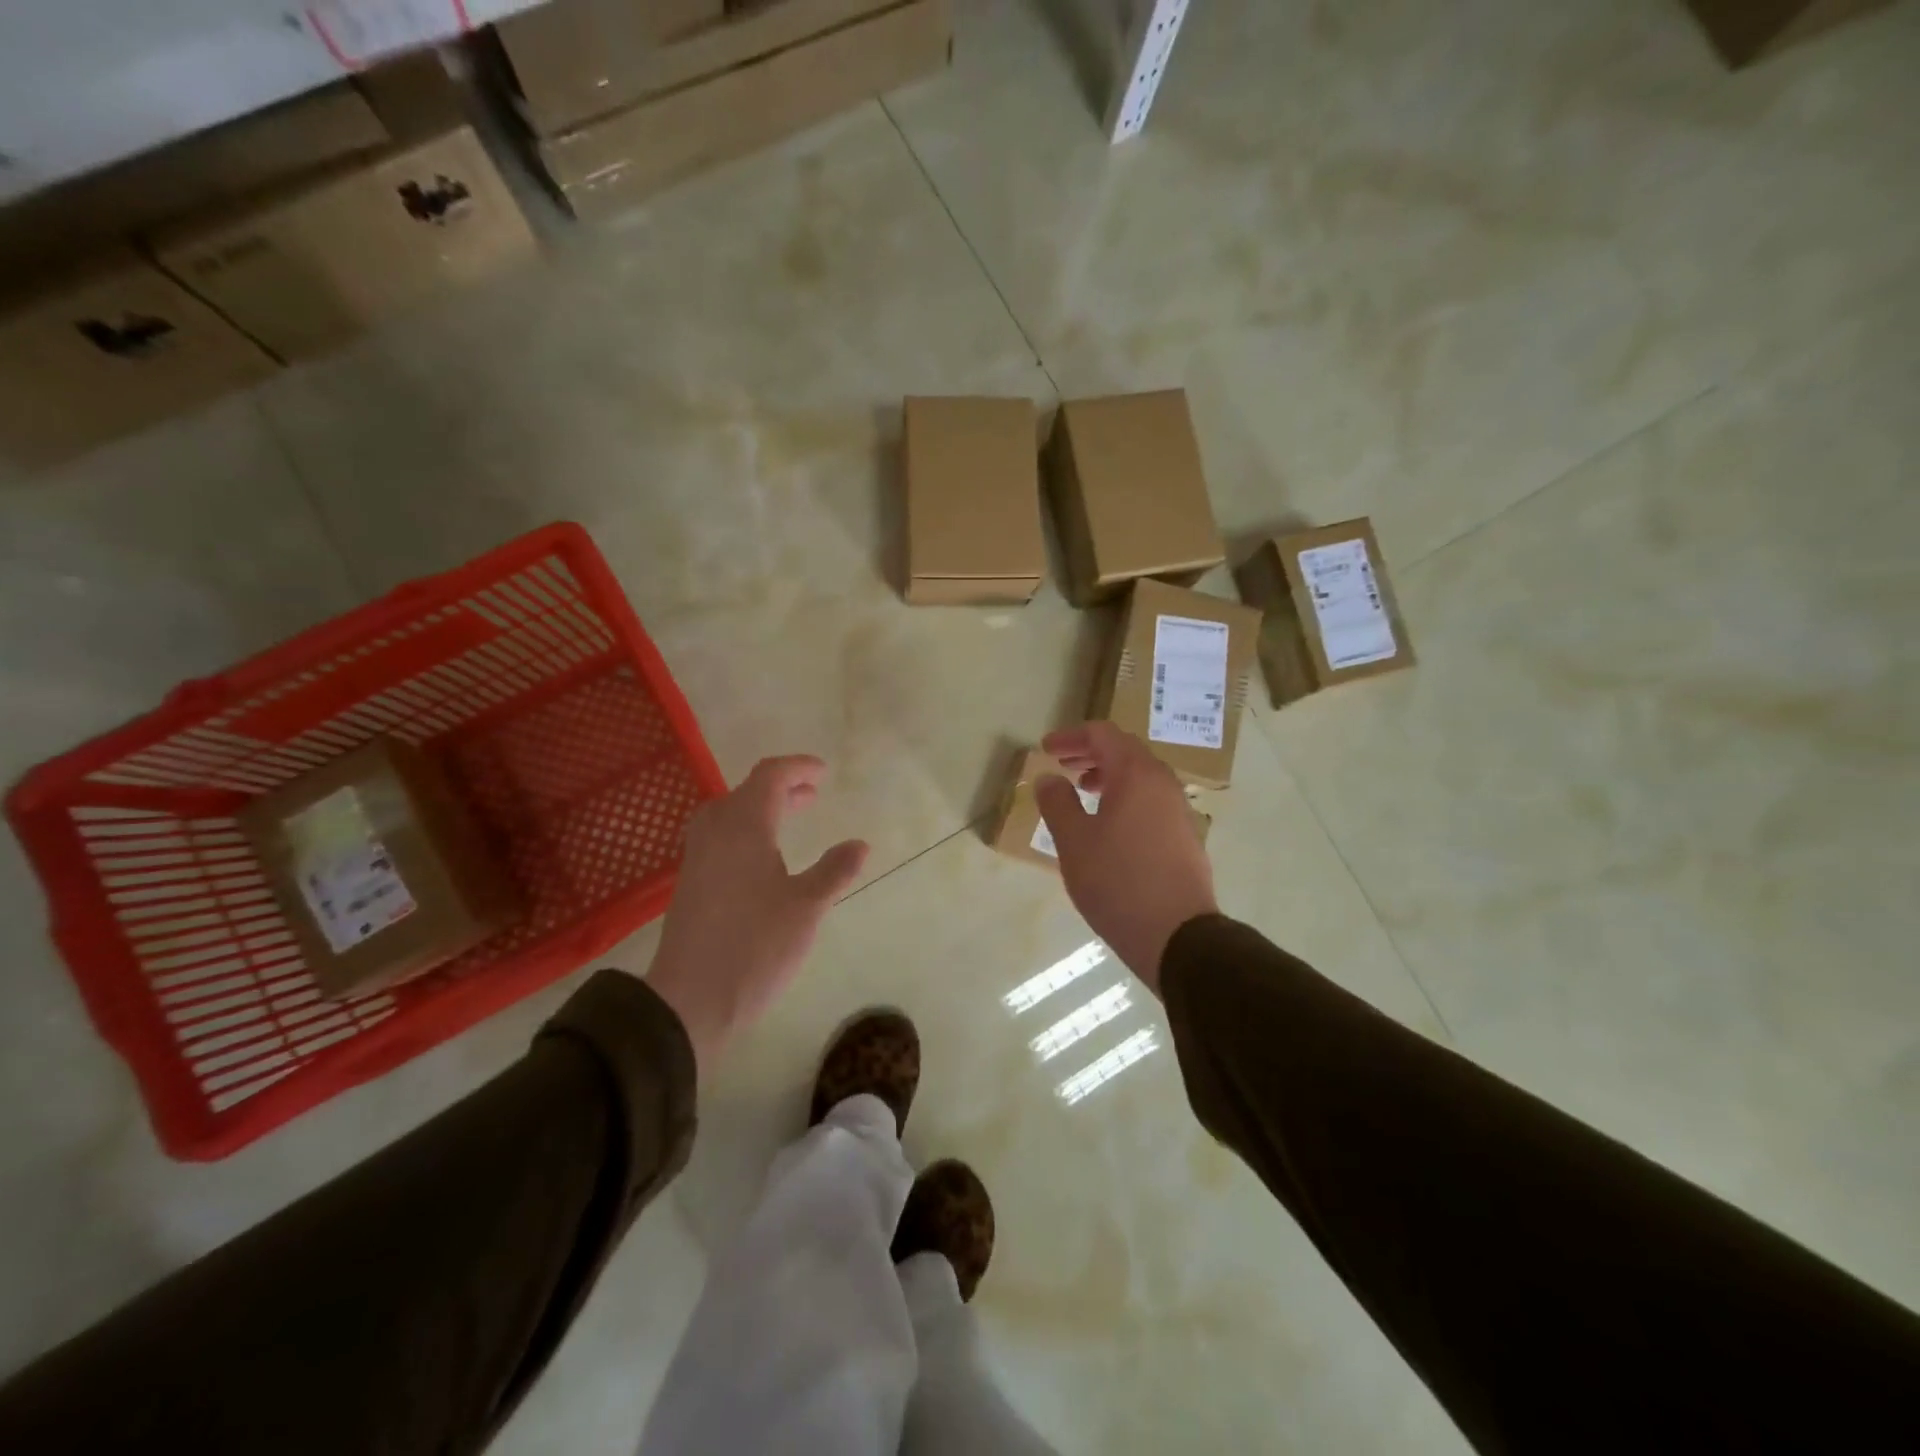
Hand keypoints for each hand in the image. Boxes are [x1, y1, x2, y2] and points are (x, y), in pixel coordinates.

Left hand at [647, 756, 868, 1074]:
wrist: (689, 1001)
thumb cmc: (755, 947)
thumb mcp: (806, 908)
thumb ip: (834, 871)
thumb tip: (860, 844)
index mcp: (744, 827)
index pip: (769, 776)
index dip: (797, 768)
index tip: (823, 773)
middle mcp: (715, 832)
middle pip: (746, 791)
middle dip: (781, 788)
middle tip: (811, 795)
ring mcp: (697, 858)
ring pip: (728, 814)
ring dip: (761, 809)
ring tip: (790, 821)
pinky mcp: (690, 883)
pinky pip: (719, 837)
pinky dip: (745, 831)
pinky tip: (763, 860)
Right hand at [1036, 723, 1217, 995]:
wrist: (1177, 935)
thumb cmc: (1117, 882)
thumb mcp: (1074, 842)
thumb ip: (1057, 803)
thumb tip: (1049, 779)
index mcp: (1136, 775)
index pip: (1102, 735)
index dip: (1071, 737)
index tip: (1046, 748)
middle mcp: (1163, 783)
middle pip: (1125, 751)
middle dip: (1090, 753)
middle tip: (1061, 765)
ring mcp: (1179, 809)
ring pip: (1140, 776)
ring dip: (1108, 776)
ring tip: (1083, 792)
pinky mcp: (1185, 835)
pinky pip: (1151, 799)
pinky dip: (1125, 796)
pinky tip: (1108, 824)